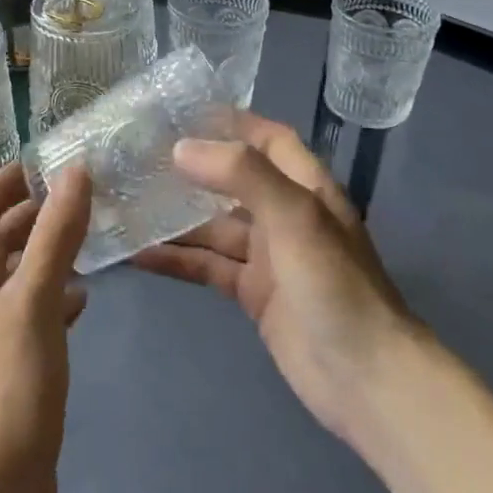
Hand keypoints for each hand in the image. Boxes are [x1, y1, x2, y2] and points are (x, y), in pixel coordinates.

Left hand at [0, 162, 91, 492]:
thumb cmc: (9, 384)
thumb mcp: (35, 301)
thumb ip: (55, 236)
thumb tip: (74, 173)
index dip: (8, 182)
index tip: (45, 163)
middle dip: (32, 216)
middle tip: (78, 199)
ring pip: (17, 277)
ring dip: (46, 254)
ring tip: (88, 241)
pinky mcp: (8, 366)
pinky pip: (30, 313)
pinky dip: (53, 296)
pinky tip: (82, 300)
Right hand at [132, 112, 414, 440]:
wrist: (365, 379)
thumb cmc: (335, 284)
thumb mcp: (294, 217)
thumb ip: (241, 174)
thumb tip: (180, 148)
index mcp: (305, 187)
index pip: (267, 138)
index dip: (231, 122)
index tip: (180, 112)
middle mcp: (285, 215)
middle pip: (232, 180)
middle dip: (191, 168)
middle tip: (138, 156)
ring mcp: (268, 256)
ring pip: (212, 226)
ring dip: (175, 217)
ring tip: (126, 202)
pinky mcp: (252, 293)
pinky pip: (207, 265)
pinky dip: (176, 259)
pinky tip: (138, 254)